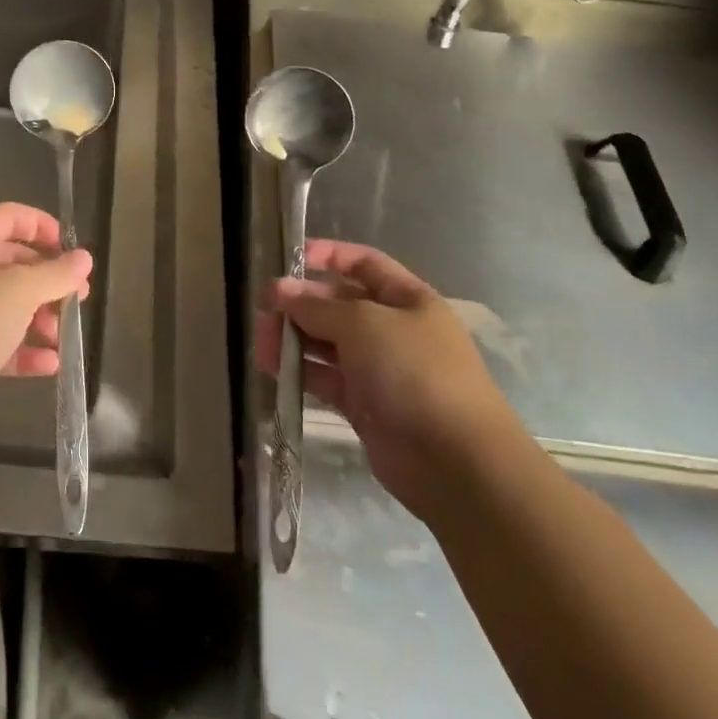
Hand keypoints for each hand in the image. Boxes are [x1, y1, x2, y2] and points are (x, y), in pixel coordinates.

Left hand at [0, 203, 90, 448]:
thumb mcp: (19, 291)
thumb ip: (56, 273)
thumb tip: (84, 258)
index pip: (11, 216)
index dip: (44, 227)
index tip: (72, 251)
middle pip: (11, 262)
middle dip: (47, 281)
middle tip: (78, 300)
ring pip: (4, 304)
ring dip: (38, 318)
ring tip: (64, 338)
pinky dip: (20, 349)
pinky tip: (48, 365)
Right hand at [255, 240, 523, 505]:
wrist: (456, 463)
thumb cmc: (415, 372)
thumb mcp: (363, 323)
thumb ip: (317, 306)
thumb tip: (279, 290)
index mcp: (407, 299)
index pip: (363, 263)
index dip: (328, 256)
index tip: (289, 259)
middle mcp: (394, 329)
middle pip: (339, 304)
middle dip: (301, 303)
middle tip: (263, 310)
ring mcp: (380, 369)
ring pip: (328, 343)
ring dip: (294, 338)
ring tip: (261, 342)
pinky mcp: (365, 406)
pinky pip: (327, 379)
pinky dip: (301, 372)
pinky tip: (274, 370)